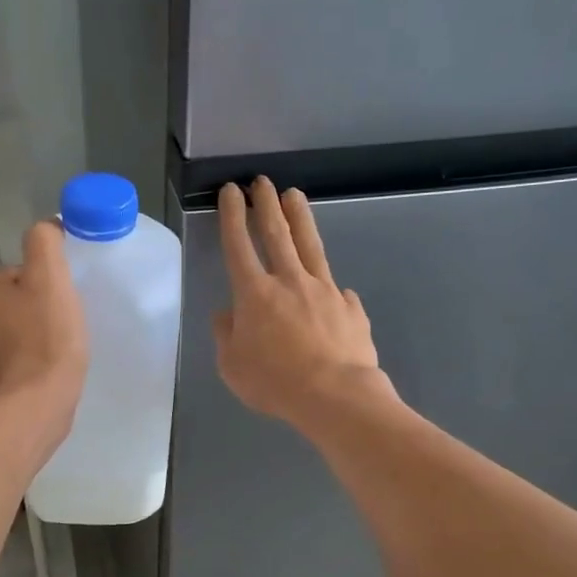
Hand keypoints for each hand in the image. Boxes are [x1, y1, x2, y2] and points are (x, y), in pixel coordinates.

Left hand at [0, 221, 88, 449]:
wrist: (37, 403)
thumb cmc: (44, 336)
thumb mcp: (49, 275)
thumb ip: (45, 241)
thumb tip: (48, 227)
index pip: (17, 271)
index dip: (45, 281)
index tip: (61, 299)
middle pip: (18, 298)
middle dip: (41, 307)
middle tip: (65, 322)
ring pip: (19, 327)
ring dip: (40, 332)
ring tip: (62, 345)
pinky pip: (20, 355)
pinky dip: (36, 357)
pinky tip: (52, 365)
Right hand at [213, 177, 390, 427]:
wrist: (336, 396)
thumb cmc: (275, 382)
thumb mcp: (233, 366)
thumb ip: (226, 335)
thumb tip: (226, 315)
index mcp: (254, 294)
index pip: (238, 245)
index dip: (233, 215)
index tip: (232, 191)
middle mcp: (289, 281)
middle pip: (276, 233)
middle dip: (266, 204)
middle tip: (262, 181)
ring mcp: (324, 290)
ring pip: (310, 246)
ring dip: (299, 218)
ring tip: (294, 195)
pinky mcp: (350, 307)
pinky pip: (337, 290)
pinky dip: (330, 286)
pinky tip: (333, 288)